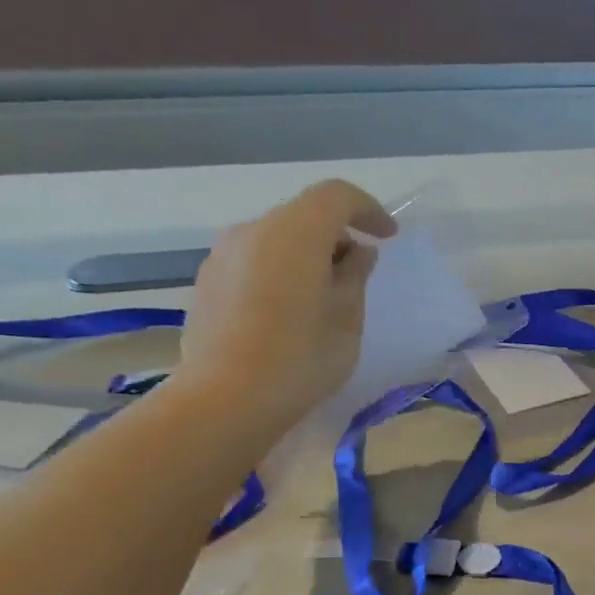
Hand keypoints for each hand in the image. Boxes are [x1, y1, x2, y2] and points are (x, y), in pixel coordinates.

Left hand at [176, 180, 395, 442]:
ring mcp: (222, 255)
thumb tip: (356, 253)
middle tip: (357, 275)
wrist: (225, 399)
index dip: (368, 209)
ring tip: (321, 299)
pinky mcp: (206, 283)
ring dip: (305, 257)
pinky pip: (253, 263)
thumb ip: (355, 277)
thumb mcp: (347, 320)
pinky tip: (286, 315)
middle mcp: (253, 230)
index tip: (387, 237)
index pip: (337, 196)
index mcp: (295, 232)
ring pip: (275, 240)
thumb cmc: (301, 358)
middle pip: (303, 216)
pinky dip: (278, 274)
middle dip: (336, 237)